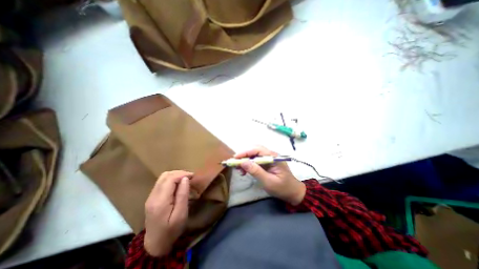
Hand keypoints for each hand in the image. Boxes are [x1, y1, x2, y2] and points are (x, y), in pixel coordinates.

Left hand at [144, 170, 191, 255]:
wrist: (155, 244)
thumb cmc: (171, 230)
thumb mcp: (181, 214)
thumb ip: (183, 195)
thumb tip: (185, 179)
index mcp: (160, 201)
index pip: (170, 179)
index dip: (182, 174)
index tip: (193, 176)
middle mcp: (153, 196)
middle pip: (165, 175)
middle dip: (179, 173)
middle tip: (190, 177)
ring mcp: (151, 196)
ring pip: (163, 177)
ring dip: (175, 175)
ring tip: (185, 179)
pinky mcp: (152, 197)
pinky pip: (162, 182)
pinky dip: (171, 179)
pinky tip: (178, 183)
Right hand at [235, 147, 303, 204]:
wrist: (293, 193)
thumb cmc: (282, 188)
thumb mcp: (268, 181)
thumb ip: (256, 171)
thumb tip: (243, 162)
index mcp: (273, 157)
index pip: (257, 149)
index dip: (245, 152)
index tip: (235, 158)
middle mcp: (271, 155)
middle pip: (255, 150)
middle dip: (244, 156)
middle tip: (235, 164)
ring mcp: (269, 159)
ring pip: (254, 155)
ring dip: (245, 160)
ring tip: (239, 169)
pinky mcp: (267, 163)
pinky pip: (256, 161)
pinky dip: (249, 164)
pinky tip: (245, 171)